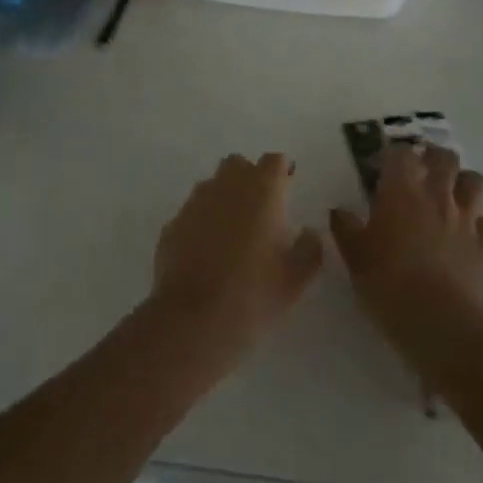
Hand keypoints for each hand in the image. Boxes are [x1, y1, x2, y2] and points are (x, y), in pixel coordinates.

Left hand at [151, 152, 323, 364]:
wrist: (193, 321)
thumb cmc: (254, 295)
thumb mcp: (297, 278)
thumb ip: (310, 248)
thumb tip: (309, 232)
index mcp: (262, 190)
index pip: (274, 161)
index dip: (281, 171)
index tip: (287, 187)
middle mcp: (227, 186)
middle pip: (238, 164)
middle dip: (249, 177)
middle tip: (260, 209)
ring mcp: (195, 202)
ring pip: (212, 185)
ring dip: (224, 198)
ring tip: (232, 232)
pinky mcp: (172, 224)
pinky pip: (192, 212)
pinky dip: (201, 222)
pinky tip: (206, 252)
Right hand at [330, 145, 482, 343]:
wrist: (438, 322)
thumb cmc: (387, 284)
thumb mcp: (354, 257)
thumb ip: (345, 228)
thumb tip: (339, 211)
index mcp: (401, 192)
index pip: (401, 153)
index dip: (394, 156)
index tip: (384, 168)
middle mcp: (437, 196)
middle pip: (445, 158)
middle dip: (435, 158)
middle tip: (422, 171)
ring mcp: (467, 219)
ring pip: (476, 182)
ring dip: (465, 183)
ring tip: (453, 196)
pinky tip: (476, 234)